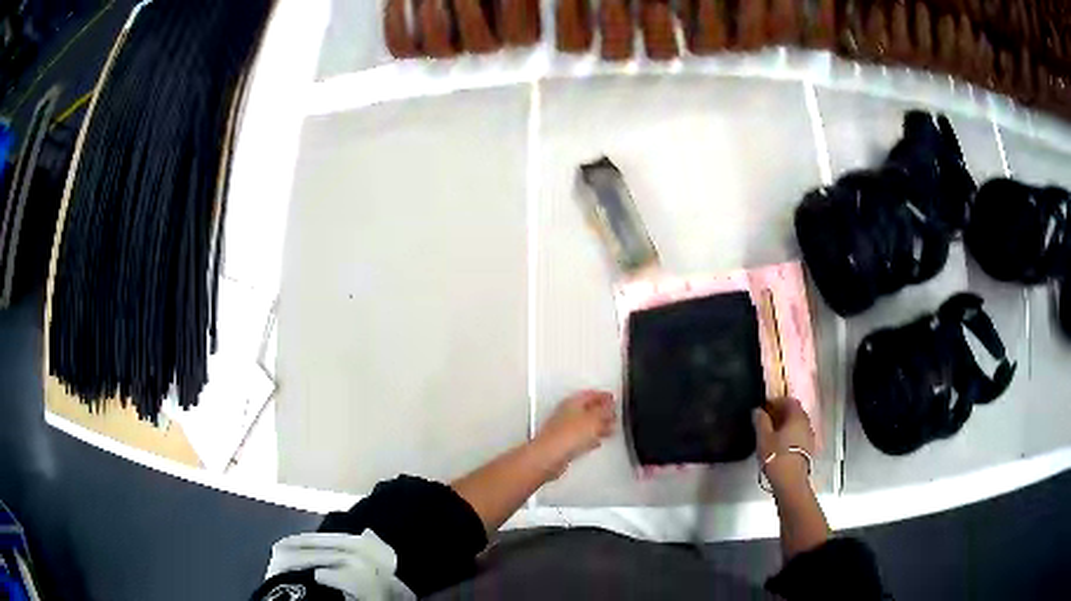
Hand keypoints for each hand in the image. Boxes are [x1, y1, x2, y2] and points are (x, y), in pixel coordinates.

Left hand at [534, 390, 616, 473]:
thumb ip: (604, 412)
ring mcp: (563, 429)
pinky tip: (594, 441)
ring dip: (597, 425)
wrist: (549, 457)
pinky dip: (590, 438)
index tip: (612, 398)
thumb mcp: (594, 419)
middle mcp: (566, 414)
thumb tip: (610, 407)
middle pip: (587, 409)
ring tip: (609, 427)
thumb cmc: (564, 436)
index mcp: (572, 402)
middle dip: (601, 411)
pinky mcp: (563, 444)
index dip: (603, 396)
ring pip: (584, 424)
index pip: (590, 394)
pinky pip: (580, 438)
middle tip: (612, 412)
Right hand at [753, 397, 814, 491]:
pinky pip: (799, 436)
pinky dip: (790, 436)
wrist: (790, 481)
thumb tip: (758, 410)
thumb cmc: (777, 456)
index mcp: (797, 416)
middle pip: (795, 413)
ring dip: (786, 426)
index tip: (765, 407)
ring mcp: (809, 437)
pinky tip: (780, 446)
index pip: (789, 401)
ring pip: (797, 425)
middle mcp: (806, 423)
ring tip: (772, 434)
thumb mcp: (763, 437)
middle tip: (767, 420)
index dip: (777, 402)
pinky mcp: (808, 450)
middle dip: (782, 414)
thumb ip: (761, 421)